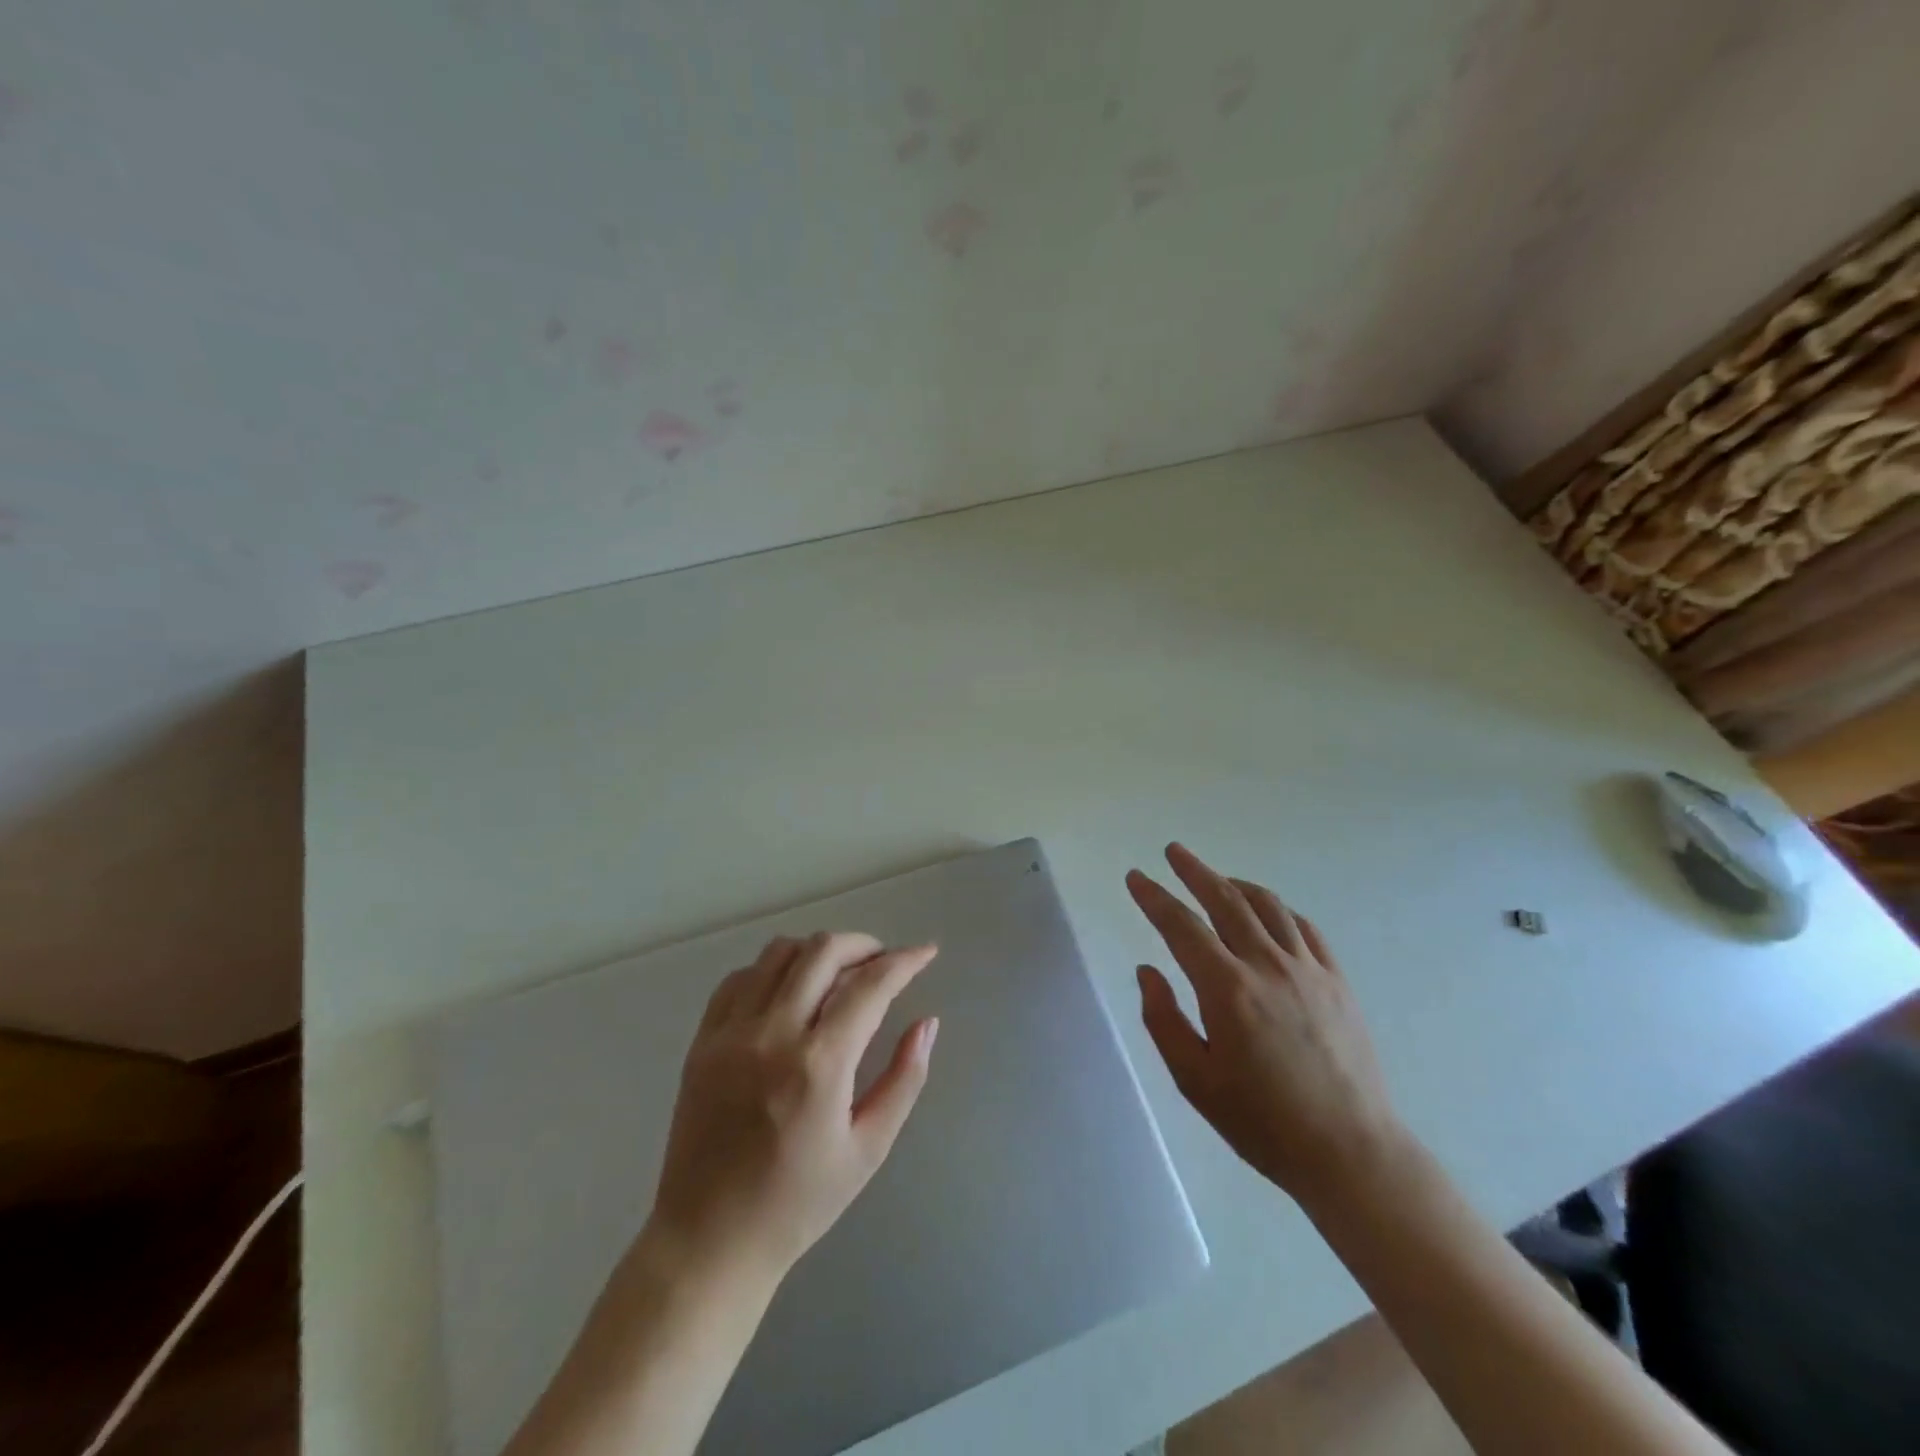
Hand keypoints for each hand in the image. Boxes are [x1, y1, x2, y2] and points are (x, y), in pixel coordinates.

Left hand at [647, 932, 939, 1279]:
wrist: (708, 1242)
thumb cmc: (798, 1204)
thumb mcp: (868, 1149)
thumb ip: (904, 1079)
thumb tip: (927, 1023)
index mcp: (818, 1066)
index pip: (870, 985)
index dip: (905, 961)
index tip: (925, 952)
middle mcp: (772, 1035)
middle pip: (823, 951)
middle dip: (864, 944)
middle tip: (883, 962)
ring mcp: (730, 1034)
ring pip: (779, 952)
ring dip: (818, 951)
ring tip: (839, 973)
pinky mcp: (702, 1041)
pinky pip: (740, 978)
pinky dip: (772, 969)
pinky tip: (790, 992)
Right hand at [1127, 843, 1410, 1213]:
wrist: (1351, 1153)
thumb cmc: (1262, 1122)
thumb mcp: (1195, 1080)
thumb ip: (1163, 1019)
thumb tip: (1148, 970)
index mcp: (1228, 990)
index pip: (1181, 927)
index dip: (1154, 898)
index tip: (1136, 877)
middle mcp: (1268, 966)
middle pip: (1225, 901)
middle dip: (1195, 871)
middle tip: (1174, 852)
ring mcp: (1308, 970)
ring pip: (1267, 906)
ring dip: (1235, 884)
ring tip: (1216, 878)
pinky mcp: (1337, 981)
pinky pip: (1304, 928)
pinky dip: (1277, 909)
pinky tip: (1266, 912)